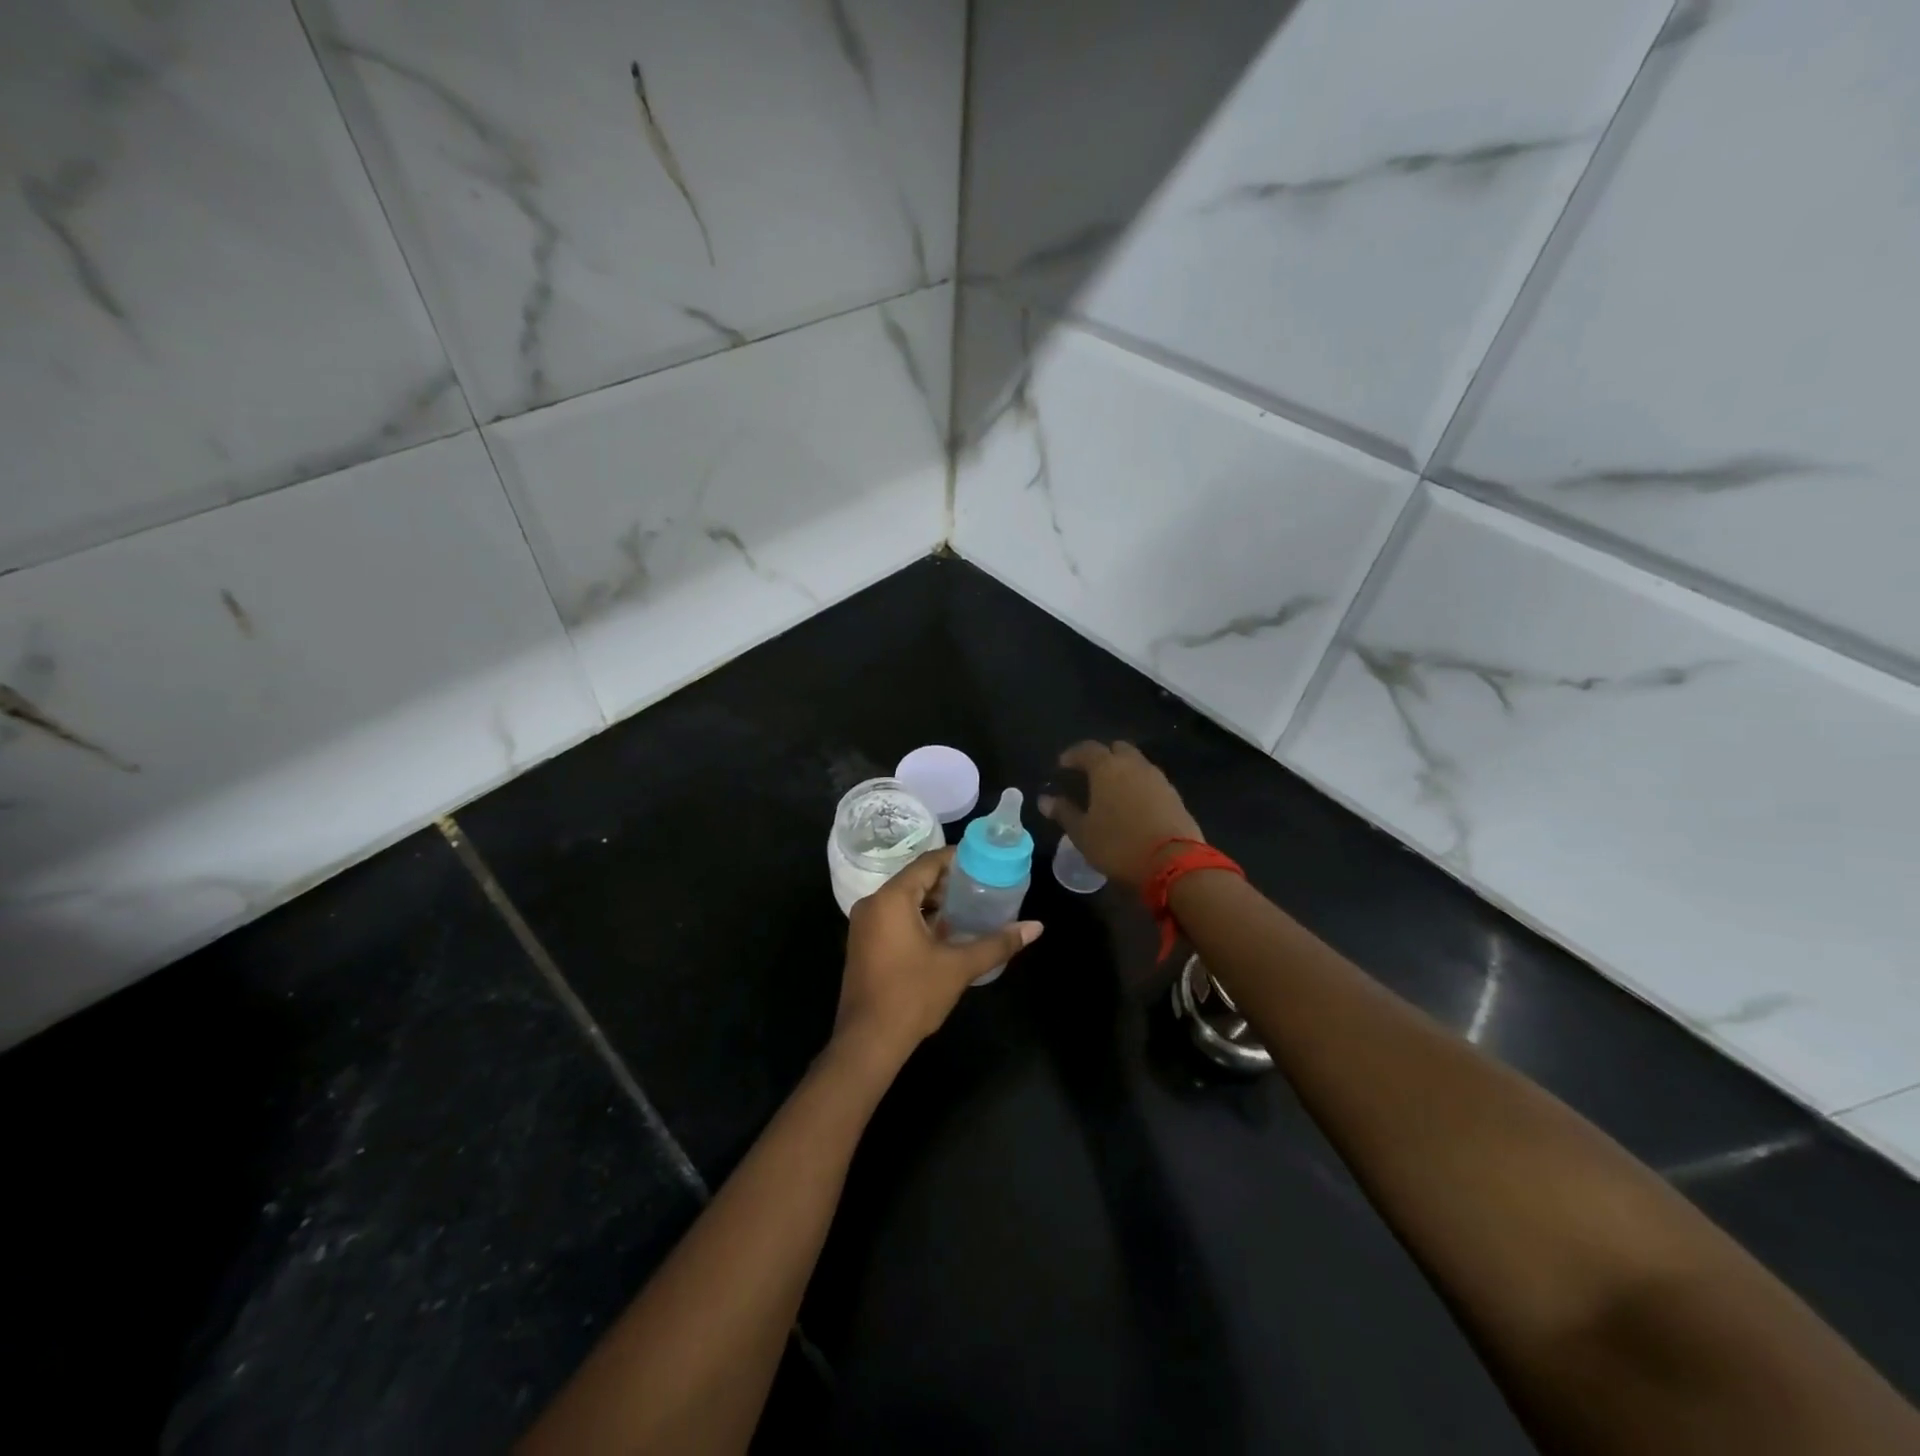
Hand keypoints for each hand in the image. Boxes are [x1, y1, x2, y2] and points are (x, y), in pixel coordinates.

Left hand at [833, 847, 1042, 1068]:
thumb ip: (997, 943)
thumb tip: (1036, 927)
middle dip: (949, 882)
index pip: (928, 863)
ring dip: (935, 901)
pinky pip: (894, 916)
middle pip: (916, 879)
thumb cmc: (912, 996)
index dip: (957, 858)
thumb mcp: (959, 967)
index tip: (984, 861)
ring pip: (904, 899)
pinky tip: (945, 932)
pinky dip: (919, 917)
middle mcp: (873, 903)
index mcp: (892, 899)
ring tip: (970, 907)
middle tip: (983, 886)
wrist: (868, 1041)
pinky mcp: (864, 943)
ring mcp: (864, 924)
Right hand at [1038, 741, 1203, 890]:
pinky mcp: (1174, 795)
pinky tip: (1133, 806)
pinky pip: (1151, 781)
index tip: (1062, 766)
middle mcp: (1134, 765)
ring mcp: (1158, 779)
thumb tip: (1045, 800)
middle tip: (1089, 774)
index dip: (1073, 755)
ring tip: (1111, 792)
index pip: (1087, 749)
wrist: (1173, 863)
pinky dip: (1139, 786)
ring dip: (1123, 771)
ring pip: (1137, 763)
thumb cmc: (1118, 845)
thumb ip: (1064, 812)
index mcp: (1107, 768)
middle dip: (1102, 757)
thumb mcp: (1083, 833)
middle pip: (1117, 749)